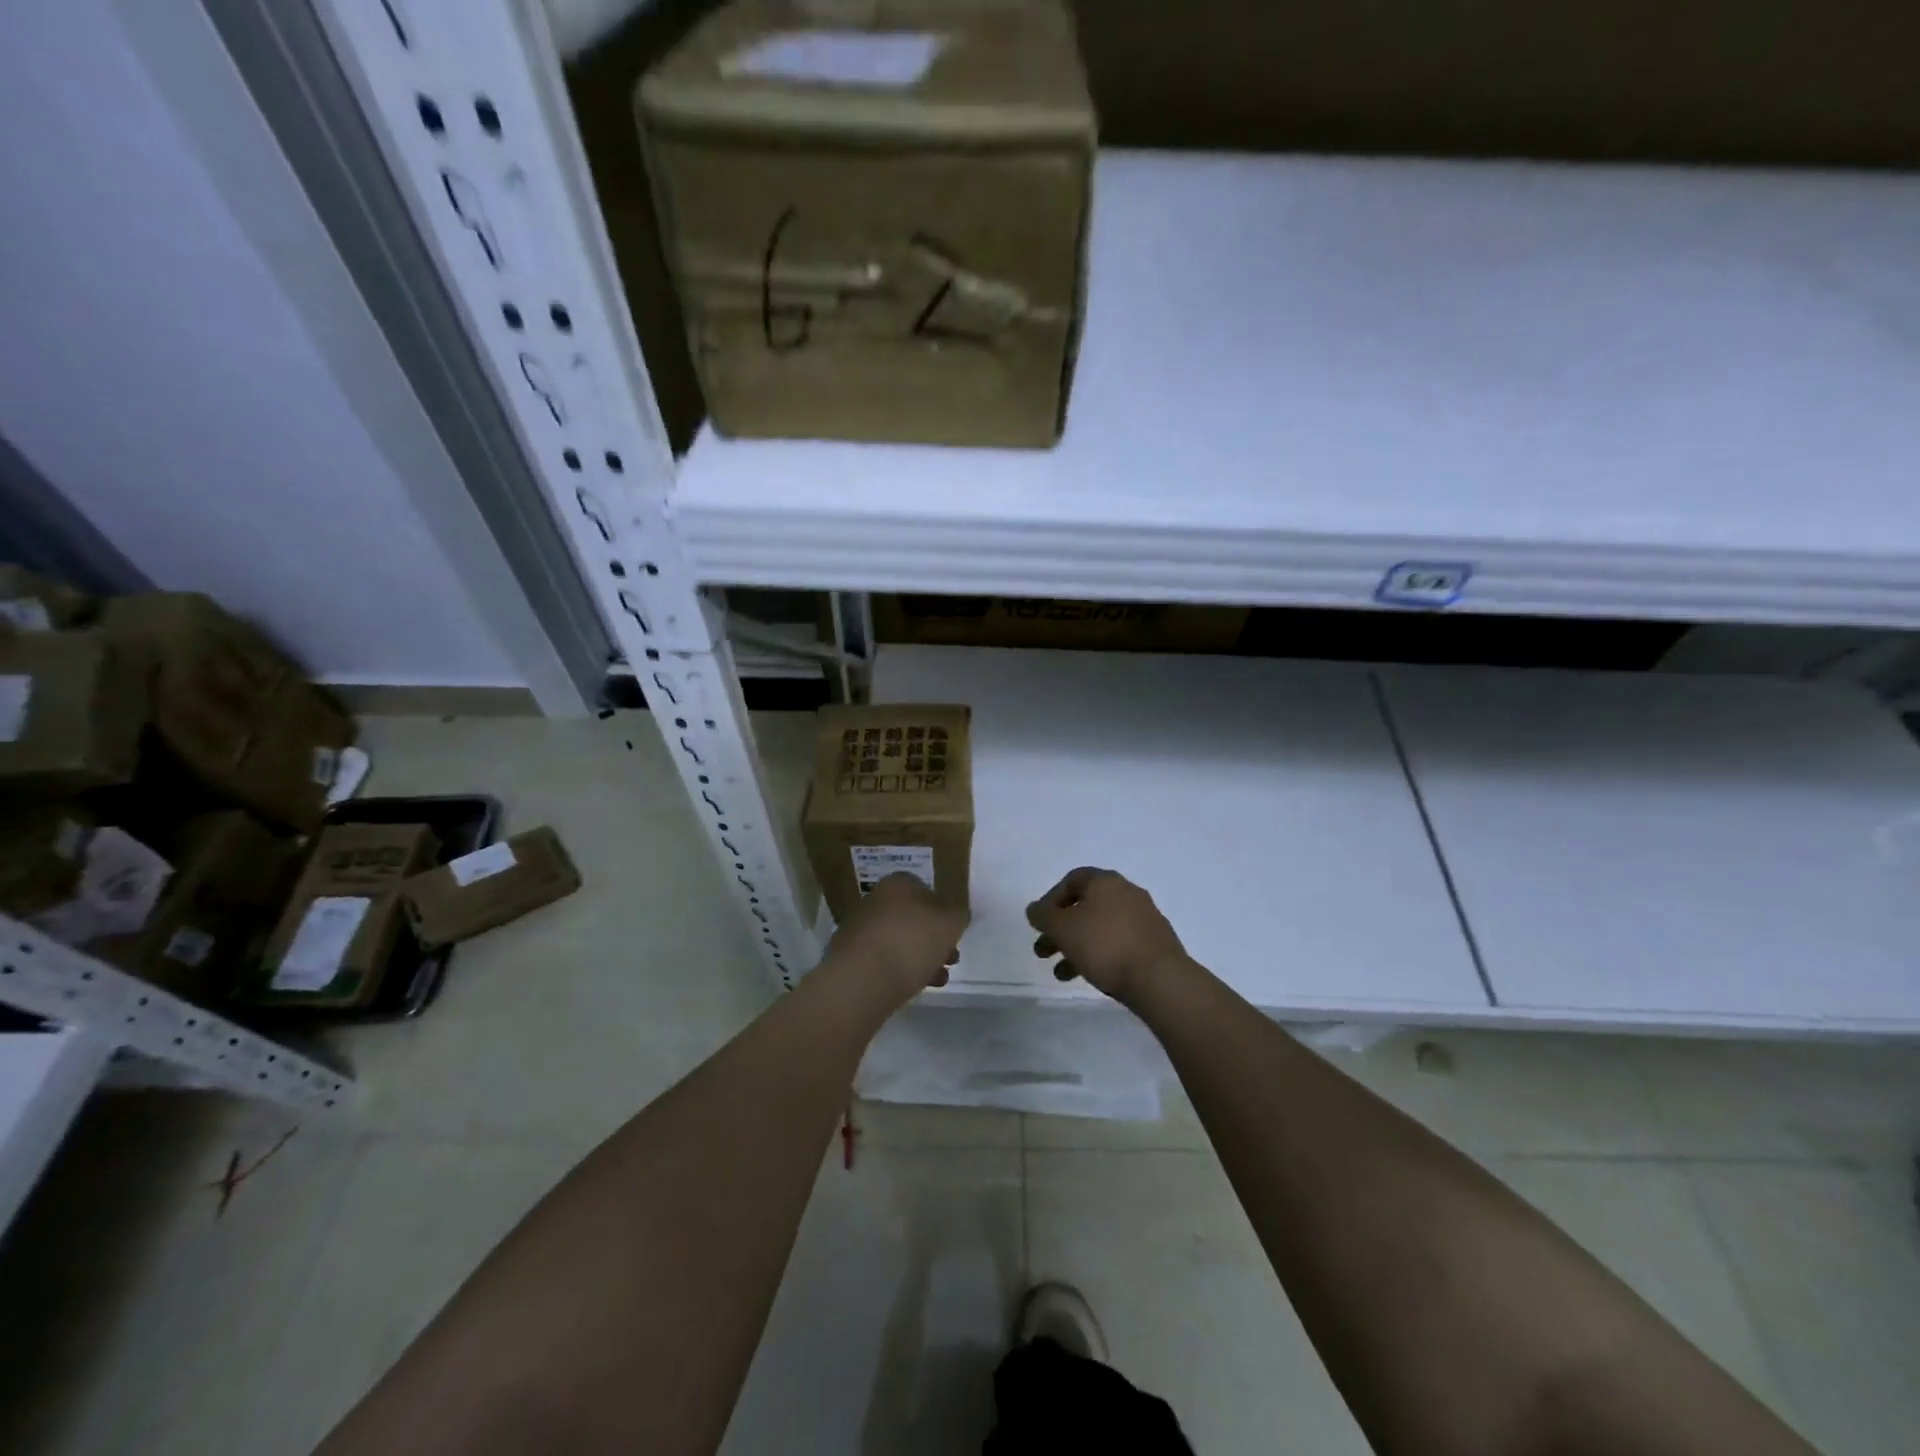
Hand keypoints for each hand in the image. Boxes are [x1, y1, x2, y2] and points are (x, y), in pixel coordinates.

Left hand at [826, 873, 967, 1003]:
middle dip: (934, 939)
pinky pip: (884, 960)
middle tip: (951, 958)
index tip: (954, 933)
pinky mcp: (851, 957)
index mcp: (898, 884)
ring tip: (940, 978)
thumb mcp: (952, 923)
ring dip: (921, 957)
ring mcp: (860, 928)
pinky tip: (917, 987)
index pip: (926, 890)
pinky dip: (901, 970)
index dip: (943, 912)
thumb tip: (954, 914)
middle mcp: (876, 900)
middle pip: (913, 918)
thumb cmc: (912, 941)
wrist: (862, 978)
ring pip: (900, 940)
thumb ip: (958, 914)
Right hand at [1027, 867, 1192, 1006]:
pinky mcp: (1155, 943)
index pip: (1072, 880)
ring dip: (1077, 946)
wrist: (1160, 979)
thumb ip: (1043, 916)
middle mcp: (1127, 892)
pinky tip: (1092, 975)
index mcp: (1105, 881)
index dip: (1051, 900)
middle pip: (1085, 906)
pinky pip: (1119, 943)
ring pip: (1101, 927)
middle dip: (1061, 929)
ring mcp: (1145, 918)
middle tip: (1043, 951)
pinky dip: (1101, 954)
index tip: (1041, 923)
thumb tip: (1035, 909)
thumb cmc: (1105, 946)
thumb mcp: (1063, 929)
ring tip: (1062, 974)